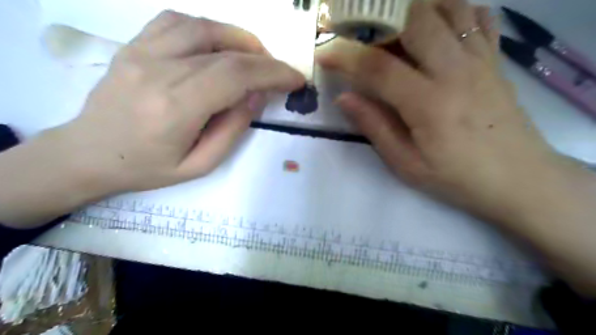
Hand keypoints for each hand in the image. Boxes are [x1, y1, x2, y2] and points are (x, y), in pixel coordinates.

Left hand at [61, 11, 304, 193]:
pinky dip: (209, 28)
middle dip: (265, 60)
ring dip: (240, 38)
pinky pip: (176, 21)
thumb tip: (257, 95)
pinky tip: (220, 44)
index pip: (235, 76)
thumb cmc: (148, 168)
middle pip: (226, 53)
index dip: (272, 73)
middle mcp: (158, 71)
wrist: (89, 153)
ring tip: (257, 56)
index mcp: (176, 108)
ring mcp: (141, 51)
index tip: (295, 79)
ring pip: (203, 28)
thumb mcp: (200, 164)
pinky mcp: (133, 44)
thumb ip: (233, 129)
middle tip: (282, 72)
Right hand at [317, 0, 559, 219]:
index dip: (345, 56)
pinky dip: (453, 10)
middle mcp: (455, 71)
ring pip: (448, 7)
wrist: (518, 178)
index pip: (378, 67)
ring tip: (392, 27)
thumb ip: (375, 127)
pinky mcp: (495, 60)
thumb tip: (344, 98)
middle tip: (358, 32)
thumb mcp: (407, 164)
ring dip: (415, 8)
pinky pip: (477, 17)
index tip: (325, 54)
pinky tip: (436, 26)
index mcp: (428, 103)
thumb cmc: (457, 177)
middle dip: (379, 17)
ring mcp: (480, 60)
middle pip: (414, 19)